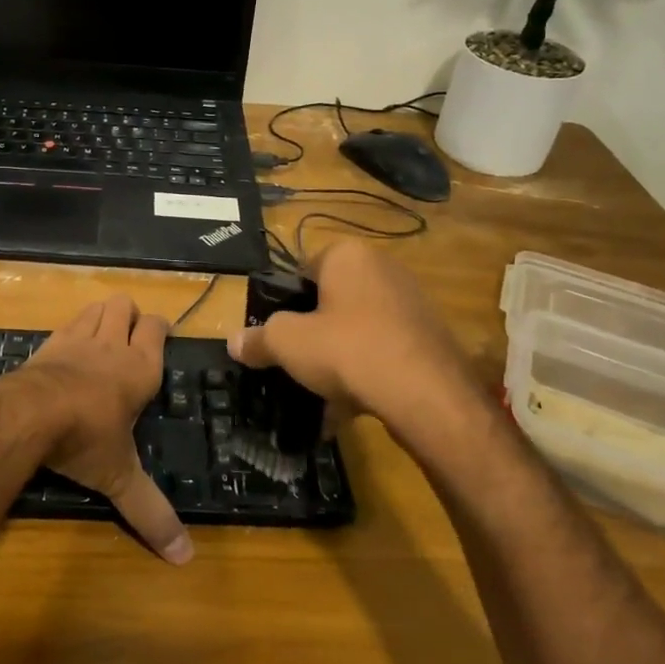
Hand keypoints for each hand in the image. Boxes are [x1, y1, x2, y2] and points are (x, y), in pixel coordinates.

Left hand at [0, 296, 192, 564]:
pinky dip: (71, 330)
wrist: (29, 414)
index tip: (161, 337)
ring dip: (101, 315)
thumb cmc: (86, 439)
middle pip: (124, 305)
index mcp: (139, 368)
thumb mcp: (120, 478)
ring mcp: (76, 339)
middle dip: (129, 316)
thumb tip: (185, 558)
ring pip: (95, 307)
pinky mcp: (46, 344)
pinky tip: (67, 352)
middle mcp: (111, 345)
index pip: (156, 327)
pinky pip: (65, 324)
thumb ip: (151, 512)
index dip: (159, 328)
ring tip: (102, 338)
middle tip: (129, 339)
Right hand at [226, 242, 482, 444]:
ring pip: (359, 330)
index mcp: (347, 255)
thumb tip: (235, 342)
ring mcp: (411, 303)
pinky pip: (384, 352)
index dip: (285, 302)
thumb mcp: (287, 343)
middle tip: (297, 363)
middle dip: (314, 333)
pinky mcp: (430, 338)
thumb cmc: (346, 349)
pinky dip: (367, 374)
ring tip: (322, 394)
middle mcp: (383, 268)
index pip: (303, 269)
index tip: (276, 334)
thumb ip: (257, 339)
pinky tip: (352, 408)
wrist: (425, 394)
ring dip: (339, 358)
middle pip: (332, 300)